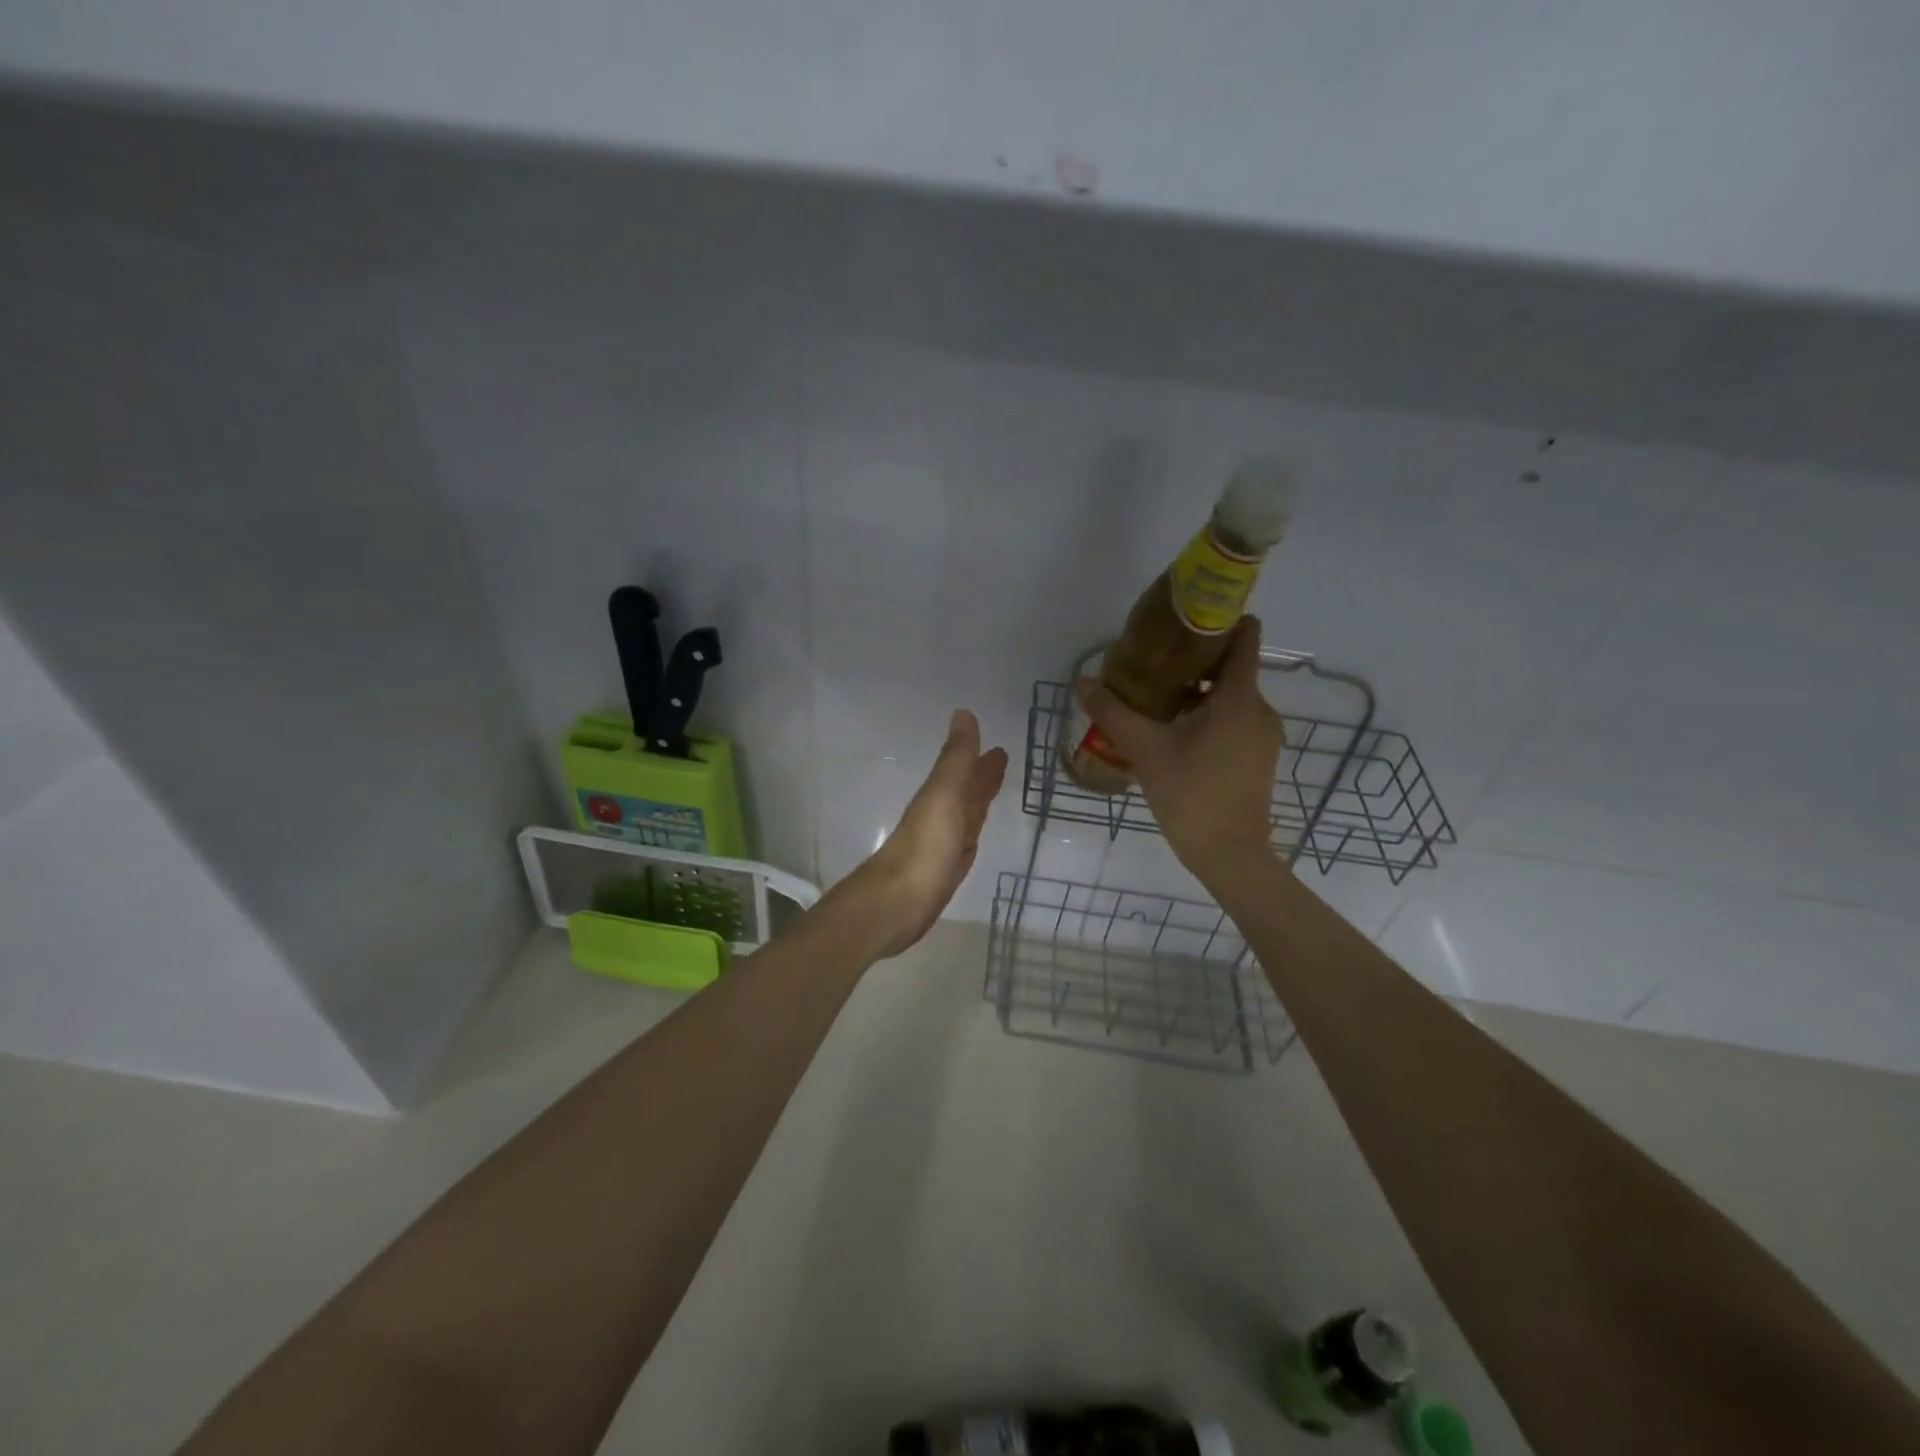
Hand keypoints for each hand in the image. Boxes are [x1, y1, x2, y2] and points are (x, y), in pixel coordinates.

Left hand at [843, 709, 1008, 958]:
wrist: (897, 902)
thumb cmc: (924, 846)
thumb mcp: (943, 794)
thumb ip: (955, 758)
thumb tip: (963, 713)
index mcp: (941, 796)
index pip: (966, 771)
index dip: (982, 760)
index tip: (1000, 748)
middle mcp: (942, 817)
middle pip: (966, 792)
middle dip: (982, 777)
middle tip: (1002, 760)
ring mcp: (943, 845)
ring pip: (966, 816)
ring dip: (978, 802)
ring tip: (994, 789)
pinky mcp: (945, 872)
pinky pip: (964, 844)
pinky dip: (972, 833)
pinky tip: (973, 836)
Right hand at [1076, 617, 1281, 878]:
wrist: (1229, 855)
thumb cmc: (1191, 794)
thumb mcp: (1145, 750)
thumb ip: (1113, 713)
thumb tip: (1083, 682)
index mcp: (1239, 698)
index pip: (1244, 639)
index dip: (1221, 620)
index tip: (1186, 618)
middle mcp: (1259, 709)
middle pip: (1232, 667)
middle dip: (1195, 660)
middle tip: (1153, 662)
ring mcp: (1262, 735)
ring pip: (1231, 696)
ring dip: (1198, 691)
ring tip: (1157, 696)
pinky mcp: (1258, 756)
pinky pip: (1234, 719)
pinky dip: (1208, 714)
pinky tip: (1175, 730)